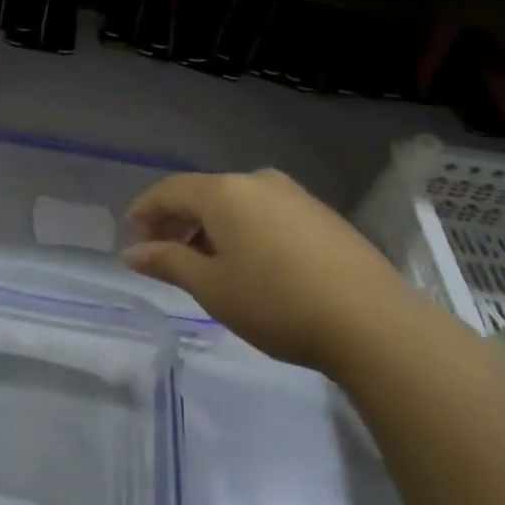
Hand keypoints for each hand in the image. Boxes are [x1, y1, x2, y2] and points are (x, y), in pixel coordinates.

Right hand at [124, 170, 414, 370]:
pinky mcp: (322, 215)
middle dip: (177, 221)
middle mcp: (257, 181)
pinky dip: (243, 230)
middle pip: (203, 193)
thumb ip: (168, 262)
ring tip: (204, 263)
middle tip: (162, 253)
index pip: (169, 190)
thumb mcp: (212, 287)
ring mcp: (294, 195)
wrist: (374, 323)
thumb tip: (131, 251)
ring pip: (236, 203)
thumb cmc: (277, 303)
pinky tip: (250, 263)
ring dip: (210, 227)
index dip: (144, 210)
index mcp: (224, 192)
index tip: (130, 237)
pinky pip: (266, 212)